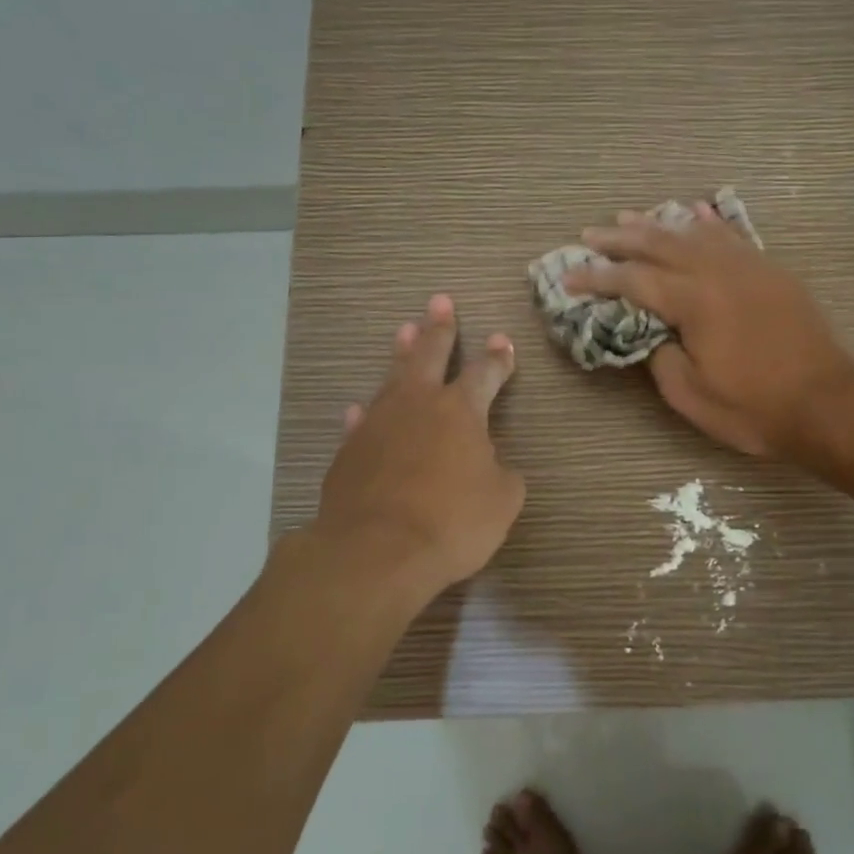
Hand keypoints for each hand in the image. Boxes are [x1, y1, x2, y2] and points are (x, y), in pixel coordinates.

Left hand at [302, 295, 524, 612]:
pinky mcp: (350, 451)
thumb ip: (502, 476)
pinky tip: (361, 408)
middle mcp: (418, 405)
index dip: (498, 358)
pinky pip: (362, 422)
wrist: (377, 551)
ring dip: (401, 354)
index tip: (503, 339)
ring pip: (392, 378)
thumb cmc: (452, 521)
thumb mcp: (501, 502)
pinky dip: (366, 413)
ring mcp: (378, 424)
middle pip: (430, 355)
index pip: (485, 374)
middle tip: (440, 302)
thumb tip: (493, 466)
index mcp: (461, 411)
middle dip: (439, 329)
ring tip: (404, 331)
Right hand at [565, 204, 853, 457]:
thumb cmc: (755, 407)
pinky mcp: (771, 271)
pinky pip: (732, 235)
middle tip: (589, 234)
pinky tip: (695, 212)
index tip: (568, 276)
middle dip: (619, 238)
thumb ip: (659, 356)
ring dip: (658, 224)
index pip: (632, 280)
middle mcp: (717, 271)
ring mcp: (748, 266)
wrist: (828, 403)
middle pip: (659, 244)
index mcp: (693, 300)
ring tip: (629, 216)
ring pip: (694, 232)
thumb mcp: (691, 395)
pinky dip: (708, 222)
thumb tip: (651, 333)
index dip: (596, 277)